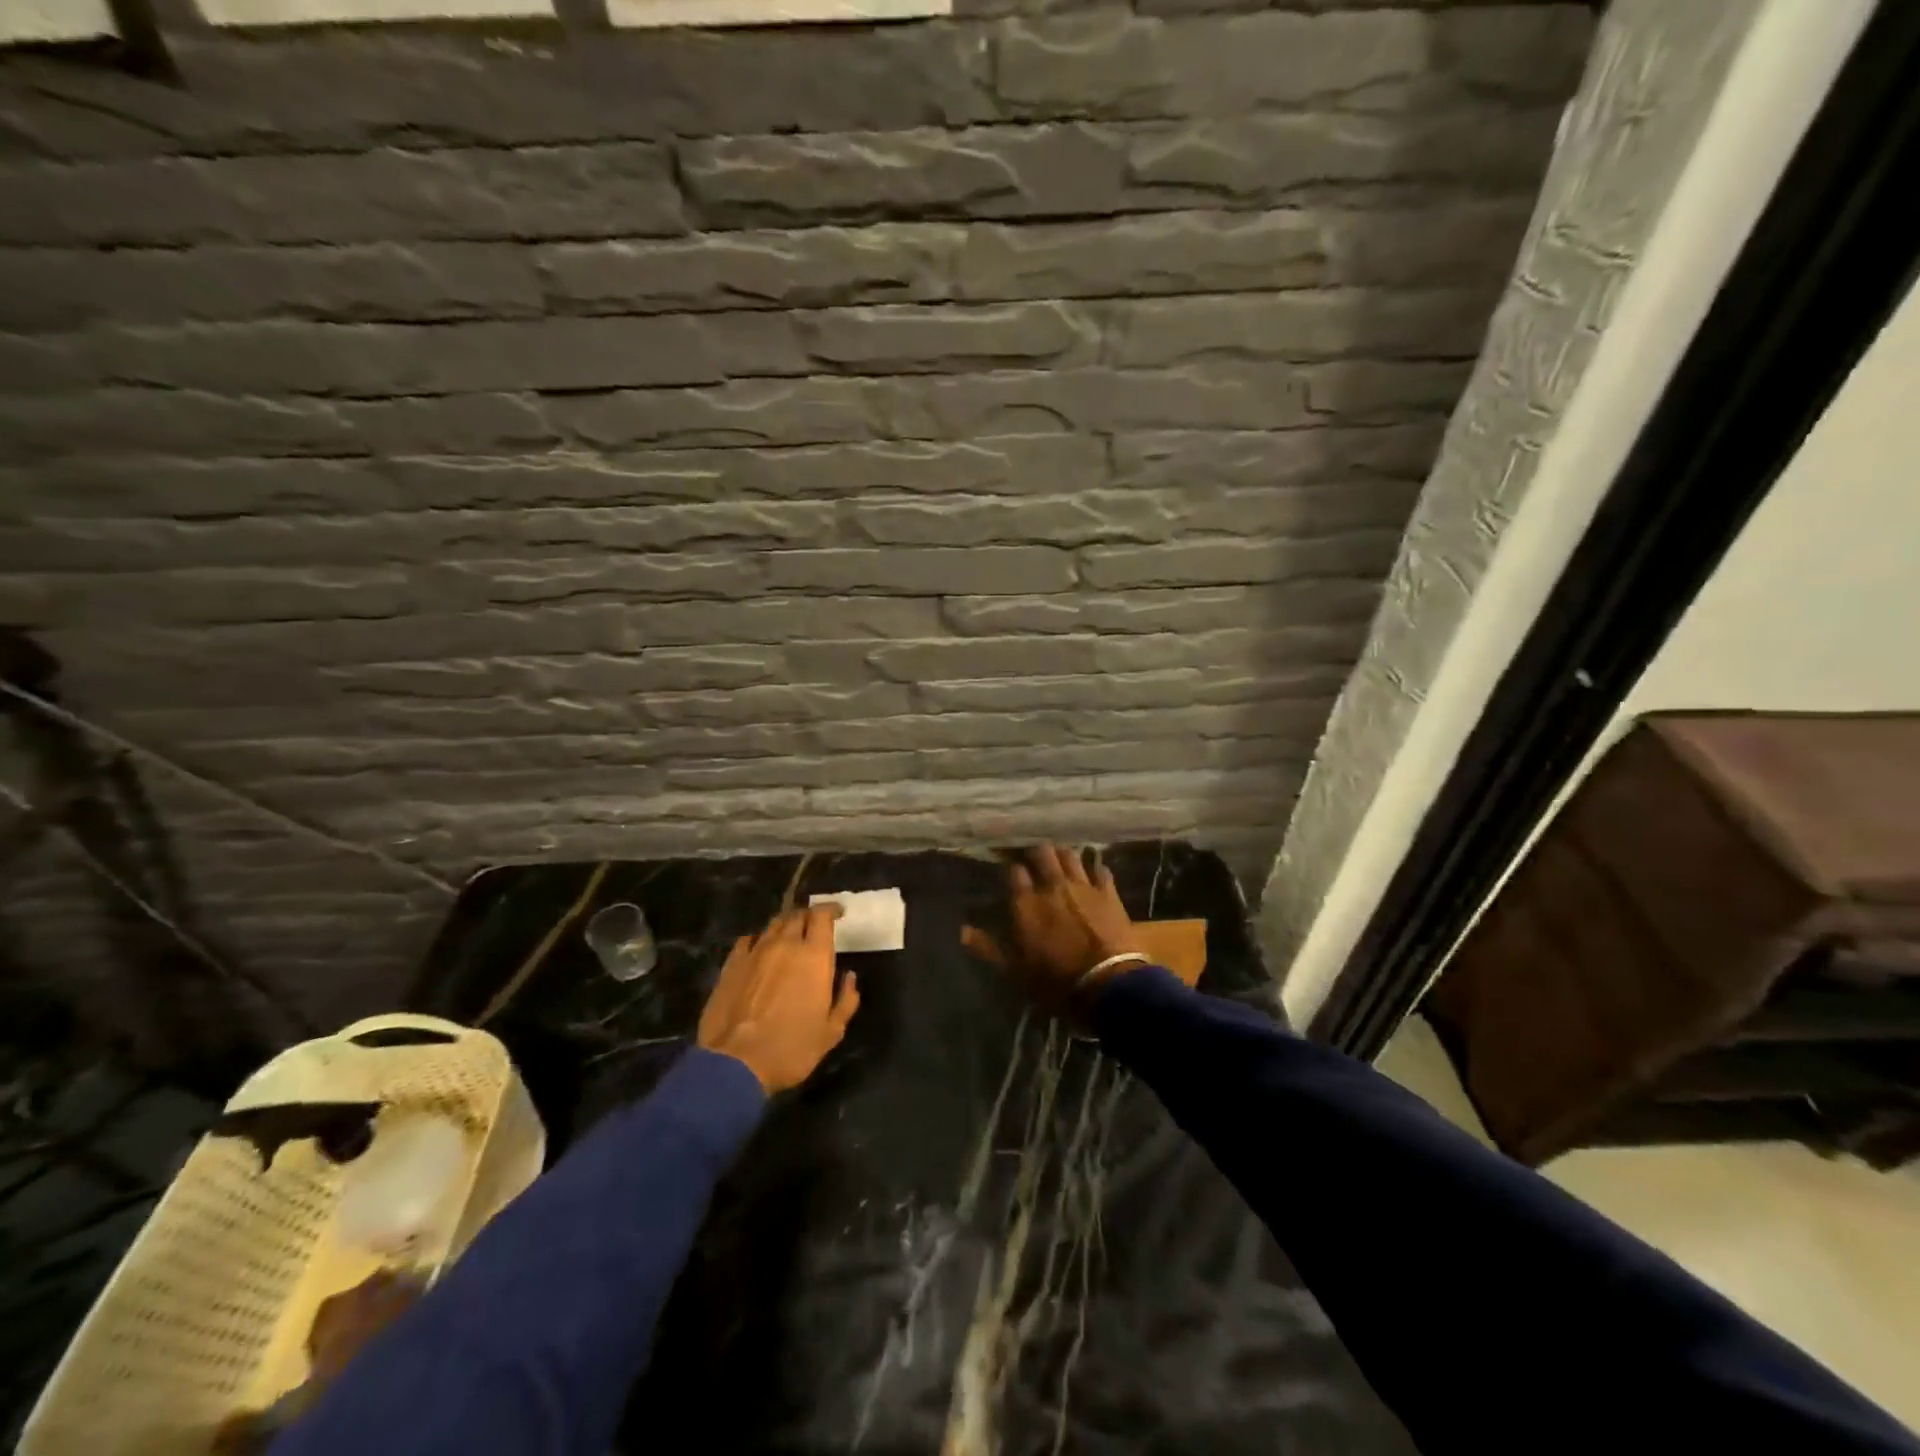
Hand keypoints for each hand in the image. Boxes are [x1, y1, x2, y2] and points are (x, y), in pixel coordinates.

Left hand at [698, 904, 859, 1093]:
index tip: (838, 914)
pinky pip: (748, 940)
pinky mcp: (731, 964)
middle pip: (797, 915)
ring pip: (773, 924)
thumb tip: (850, 977)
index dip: (831, 910)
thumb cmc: (792, 1048)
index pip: (822, 915)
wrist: (736, 1063)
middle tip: (814, 927)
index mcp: (814, 956)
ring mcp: (755, 951)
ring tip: (789, 937)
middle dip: (809, 916)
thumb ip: (846, 1000)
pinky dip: (759, 940)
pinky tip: (759, 951)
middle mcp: (785, 944)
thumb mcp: (831, 1032)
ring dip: (785, 926)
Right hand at [995, 844, 1144, 1018]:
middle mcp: (1052, 886)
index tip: (1012, 873)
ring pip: (1070, 855)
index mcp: (1026, 903)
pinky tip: (1093, 871)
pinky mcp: (1109, 893)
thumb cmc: (1055, 982)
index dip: (1012, 869)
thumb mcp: (1014, 971)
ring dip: (1063, 854)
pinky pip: (1101, 869)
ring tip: (1060, 859)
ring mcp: (1083, 886)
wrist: (1106, 985)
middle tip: (1035, 859)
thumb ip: (988, 948)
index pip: (1014, 871)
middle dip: (1036, 853)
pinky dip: (1095, 868)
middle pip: (1042, 853)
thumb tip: (962, 931)